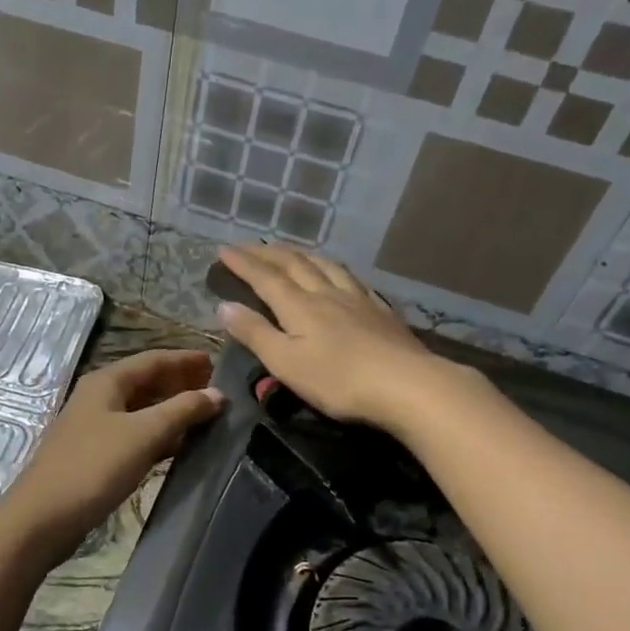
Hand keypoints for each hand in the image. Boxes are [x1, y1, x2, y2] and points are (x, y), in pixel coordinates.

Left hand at [4, 349, 223, 548]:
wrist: (43, 517)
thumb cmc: (94, 467)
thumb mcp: (144, 434)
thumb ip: (182, 410)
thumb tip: (218, 393)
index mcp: (107, 381)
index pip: (153, 359)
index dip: (186, 359)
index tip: (219, 363)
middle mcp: (99, 397)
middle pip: (146, 382)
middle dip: (180, 383)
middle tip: (216, 391)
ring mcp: (94, 426)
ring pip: (141, 409)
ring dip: (171, 410)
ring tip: (206, 417)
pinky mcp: (95, 454)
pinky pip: (134, 434)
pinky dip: (158, 435)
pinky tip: (179, 446)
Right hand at [214, 243, 445, 431]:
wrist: (406, 384)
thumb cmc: (338, 380)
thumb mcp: (286, 363)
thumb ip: (255, 333)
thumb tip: (224, 306)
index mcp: (298, 306)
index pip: (264, 278)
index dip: (243, 263)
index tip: (223, 249)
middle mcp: (326, 293)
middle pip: (294, 264)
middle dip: (268, 253)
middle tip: (249, 245)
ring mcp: (357, 299)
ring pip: (325, 266)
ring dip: (302, 254)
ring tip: (290, 251)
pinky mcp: (381, 310)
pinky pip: (352, 278)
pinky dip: (335, 268)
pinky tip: (340, 273)